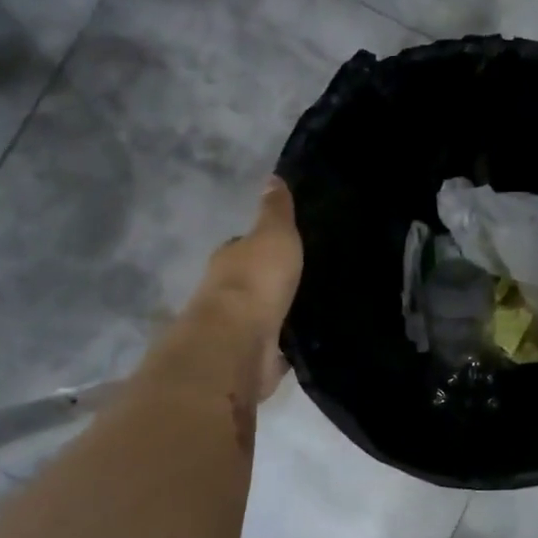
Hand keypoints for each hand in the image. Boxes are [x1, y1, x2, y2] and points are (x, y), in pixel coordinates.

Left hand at [185, 178, 303, 400]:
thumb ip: (275, 211)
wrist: (239, 343)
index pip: (242, 247)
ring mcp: (237, 329)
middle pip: (250, 283)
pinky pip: (274, 348)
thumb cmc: (255, 280)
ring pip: (262, 316)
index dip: (260, 246)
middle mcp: (226, 294)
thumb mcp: (274, 234)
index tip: (283, 246)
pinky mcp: (251, 359)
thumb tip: (272, 178)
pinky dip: (285, 347)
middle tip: (303, 279)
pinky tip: (307, 342)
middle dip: (270, 282)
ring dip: (277, 315)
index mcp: (229, 259)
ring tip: (311, 309)